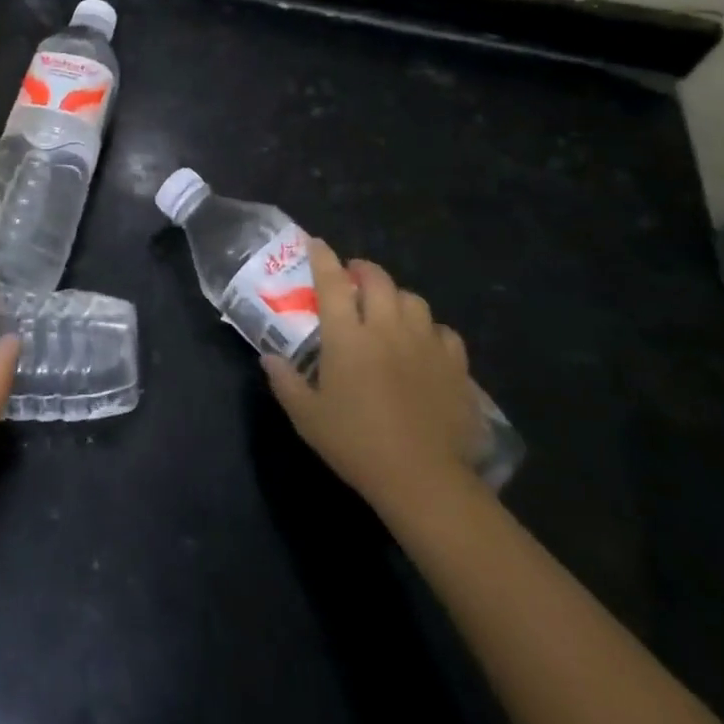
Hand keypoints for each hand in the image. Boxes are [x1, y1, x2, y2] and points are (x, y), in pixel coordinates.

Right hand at [262, 240, 483, 520]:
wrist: (423, 479)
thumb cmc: (357, 445)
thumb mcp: (307, 417)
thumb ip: (285, 382)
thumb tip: (269, 358)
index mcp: (347, 336)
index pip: (331, 282)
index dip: (322, 258)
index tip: (316, 243)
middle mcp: (386, 328)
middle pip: (377, 280)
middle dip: (362, 270)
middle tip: (353, 277)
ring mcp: (424, 344)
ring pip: (413, 300)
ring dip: (397, 297)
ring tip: (389, 309)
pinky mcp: (454, 366)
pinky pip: (443, 332)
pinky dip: (430, 330)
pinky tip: (424, 344)